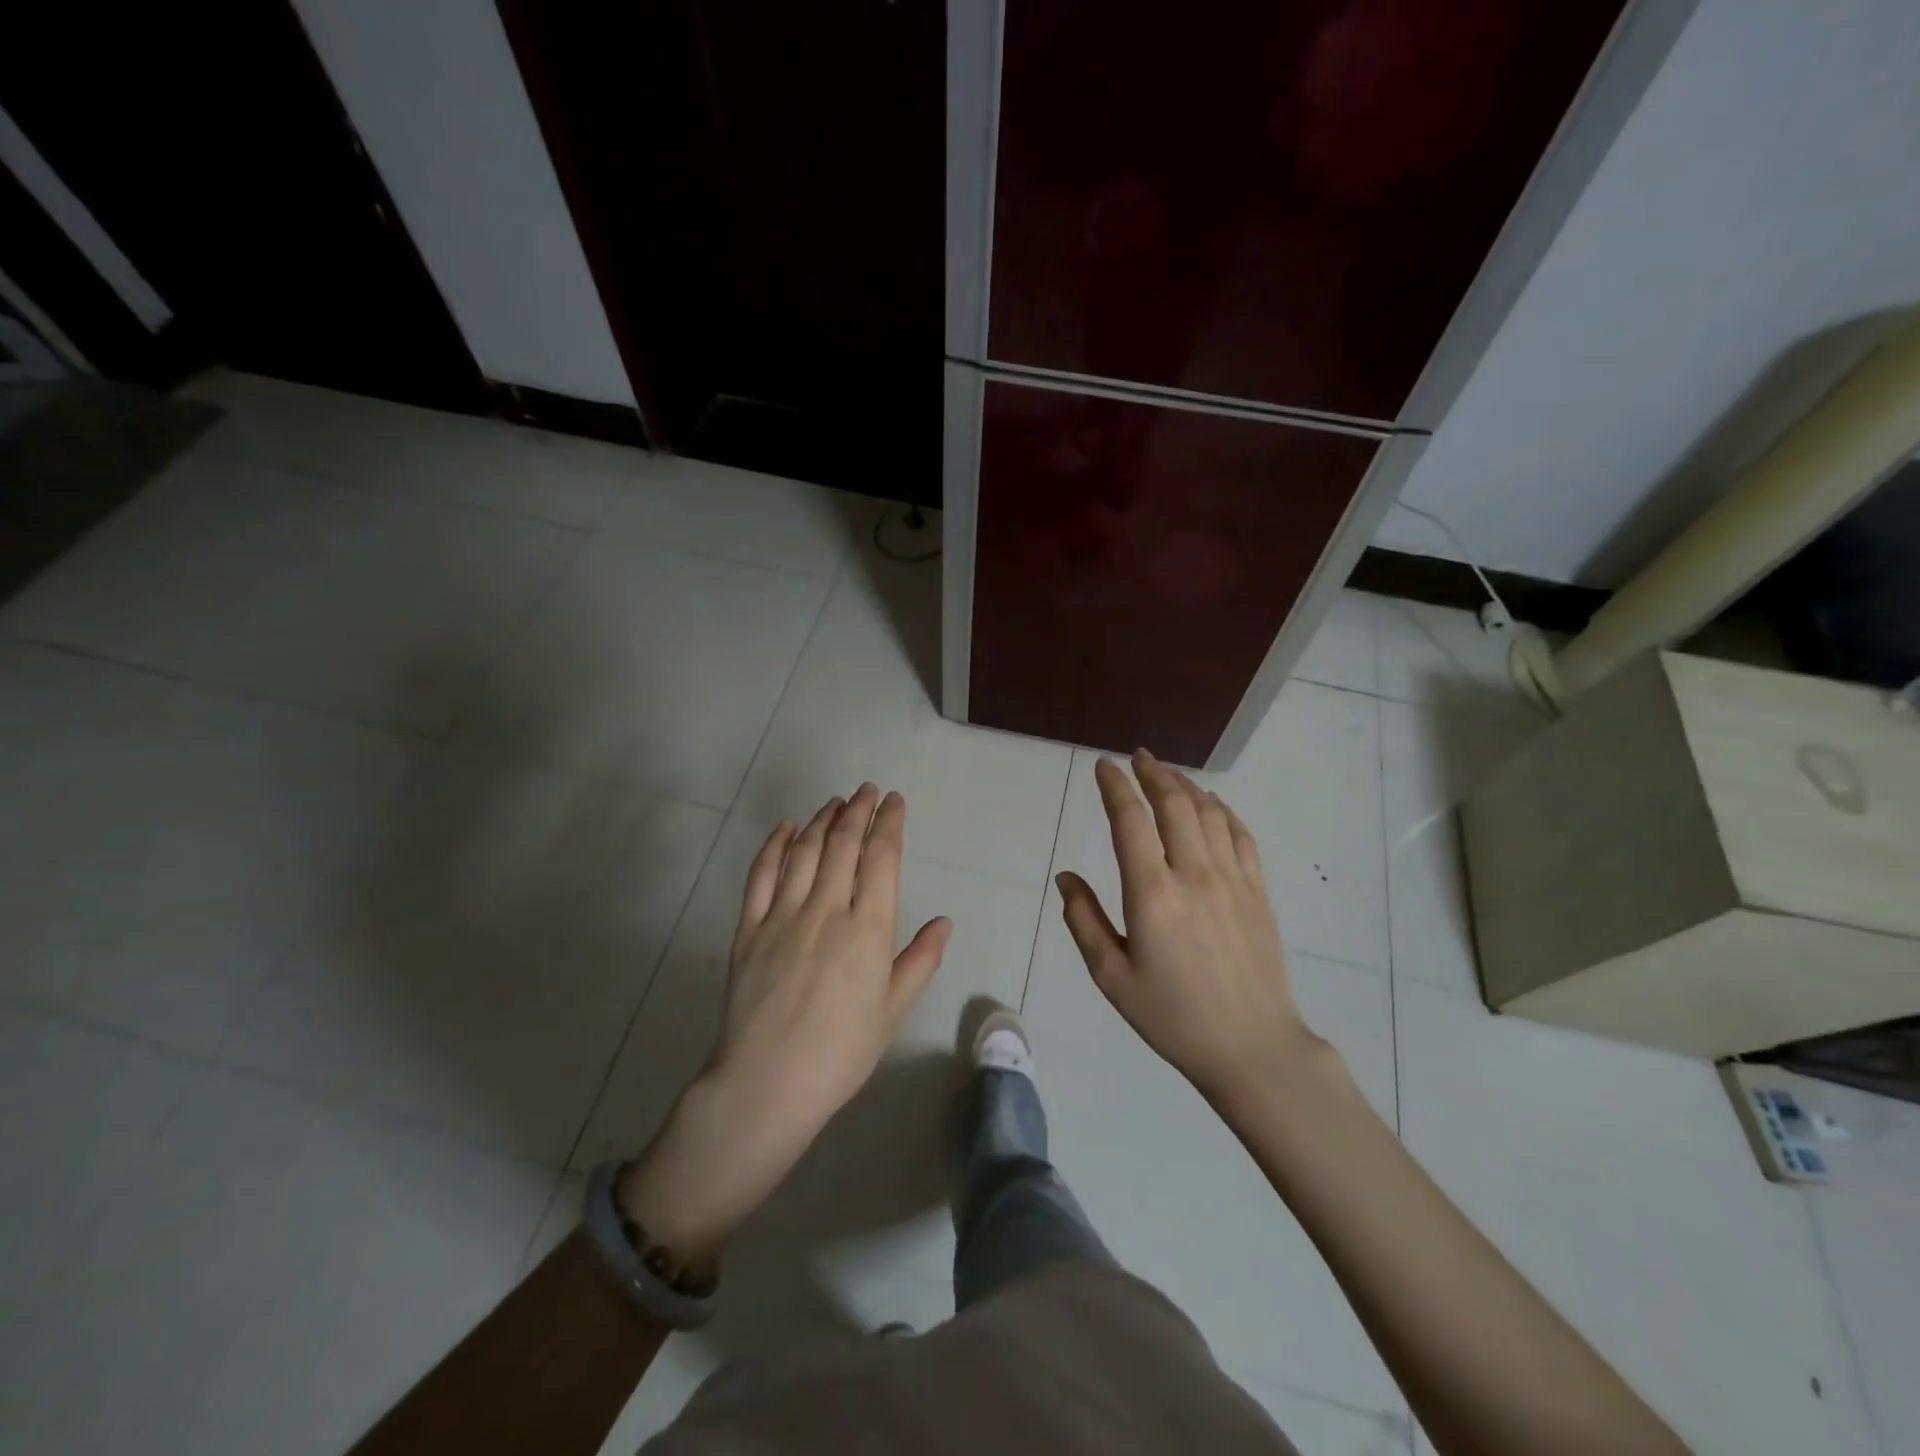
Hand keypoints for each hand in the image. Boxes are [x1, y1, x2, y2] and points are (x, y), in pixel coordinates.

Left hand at [619, 785, 950, 1265]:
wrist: (767, 1083)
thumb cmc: (841, 1053)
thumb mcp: (892, 1011)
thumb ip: (919, 961)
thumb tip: (944, 922)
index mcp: (868, 930)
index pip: (881, 859)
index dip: (889, 823)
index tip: (894, 801)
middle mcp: (827, 910)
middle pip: (843, 844)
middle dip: (858, 810)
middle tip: (867, 790)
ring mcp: (783, 915)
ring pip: (804, 850)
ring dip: (821, 819)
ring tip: (835, 802)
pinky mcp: (749, 928)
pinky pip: (761, 874)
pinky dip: (774, 845)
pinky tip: (785, 827)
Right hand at [1056, 751, 1321, 1104]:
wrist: (1252, 1047)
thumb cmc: (1172, 1016)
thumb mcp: (1112, 977)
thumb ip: (1083, 920)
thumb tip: (1066, 877)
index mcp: (1153, 894)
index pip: (1130, 822)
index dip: (1115, 787)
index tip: (1104, 766)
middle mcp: (1194, 875)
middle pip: (1174, 804)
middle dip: (1153, 773)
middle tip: (1137, 757)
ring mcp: (1232, 879)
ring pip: (1209, 812)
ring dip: (1185, 785)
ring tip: (1167, 774)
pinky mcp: (1258, 891)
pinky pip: (1240, 834)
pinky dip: (1222, 810)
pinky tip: (1210, 804)